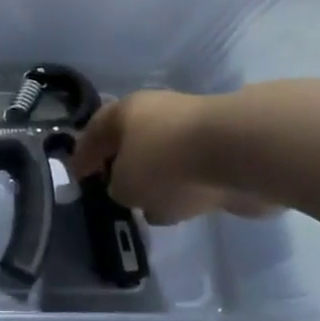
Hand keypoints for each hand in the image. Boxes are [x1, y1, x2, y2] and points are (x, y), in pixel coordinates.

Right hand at [69, 91, 273, 225]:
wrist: (242, 154)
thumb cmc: (166, 161)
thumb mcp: (125, 185)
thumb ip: (117, 189)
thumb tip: (127, 190)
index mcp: (126, 111)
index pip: (94, 131)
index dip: (83, 156)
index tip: (77, 178)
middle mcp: (159, 113)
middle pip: (132, 142)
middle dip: (123, 165)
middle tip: (115, 191)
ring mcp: (195, 131)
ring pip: (166, 159)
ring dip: (159, 180)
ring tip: (151, 208)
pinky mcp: (226, 152)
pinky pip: (196, 174)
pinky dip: (188, 189)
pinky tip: (185, 209)